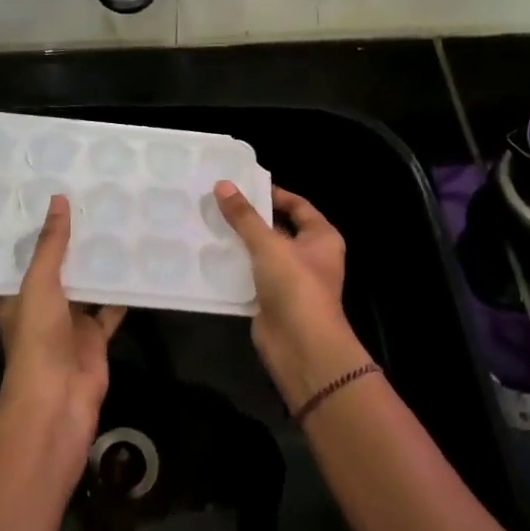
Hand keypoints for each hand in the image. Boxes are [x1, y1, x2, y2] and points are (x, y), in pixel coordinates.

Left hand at [0, 195, 123, 470]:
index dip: (36, 229)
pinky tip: (137, 265)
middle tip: (93, 200)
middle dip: (72, 242)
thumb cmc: (37, 340)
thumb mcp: (39, 285)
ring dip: (98, 264)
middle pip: (58, 268)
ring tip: (117, 223)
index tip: (51, 194)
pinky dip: (122, 292)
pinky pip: (110, 309)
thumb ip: (51, 245)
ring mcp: (69, 323)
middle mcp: (41, 306)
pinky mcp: (95, 337)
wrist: (58, 400)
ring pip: (86, 286)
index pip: (24, 255)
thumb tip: (58, 199)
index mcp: (17, 295)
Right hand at [212, 183, 370, 413]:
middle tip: (217, 203)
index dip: (272, 194)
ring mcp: (291, 280)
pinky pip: (252, 277)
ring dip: (240, 243)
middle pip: (278, 229)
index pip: (298, 205)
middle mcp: (310, 256)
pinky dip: (235, 268)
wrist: (301, 345)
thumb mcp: (268, 244)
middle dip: (250, 218)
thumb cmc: (295, 285)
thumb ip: (244, 216)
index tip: (241, 186)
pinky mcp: (273, 300)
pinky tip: (210, 256)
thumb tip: (222, 185)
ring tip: (208, 224)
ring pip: (262, 254)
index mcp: (321, 237)